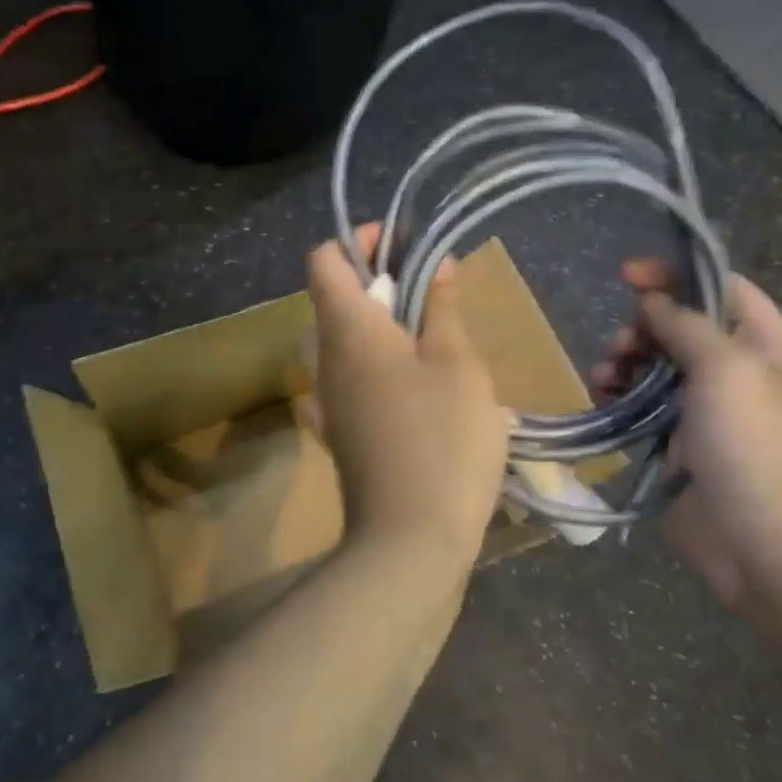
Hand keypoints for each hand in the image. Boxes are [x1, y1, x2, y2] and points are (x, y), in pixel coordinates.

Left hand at [305, 228, 512, 576]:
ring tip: (433, 340)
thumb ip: (442, 308)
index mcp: (348, 329)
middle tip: (432, 295)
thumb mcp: (457, 364)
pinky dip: (375, 368)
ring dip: (381, 327)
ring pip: (343, 341)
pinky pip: (348, 380)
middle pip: (335, 298)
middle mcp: (324, 358)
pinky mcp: (338, 431)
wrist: (410, 540)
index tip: (404, 246)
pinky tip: (413, 388)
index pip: (324, 259)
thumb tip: (436, 264)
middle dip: (379, 283)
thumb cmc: (442, 439)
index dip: (359, 241)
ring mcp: (327, 398)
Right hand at [591, 260, 781, 626]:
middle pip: (683, 330)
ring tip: (603, 375)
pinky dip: (620, 400)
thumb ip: (687, 326)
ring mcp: (710, 417)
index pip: (723, 290)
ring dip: (625, 363)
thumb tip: (654, 302)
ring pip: (657, 370)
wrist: (780, 561)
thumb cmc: (764, 454)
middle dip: (643, 328)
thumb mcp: (730, 372)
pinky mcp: (682, 452)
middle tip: (621, 346)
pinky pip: (644, 412)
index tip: (627, 276)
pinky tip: (602, 400)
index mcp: (771, 350)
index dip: (677, 276)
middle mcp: (742, 377)